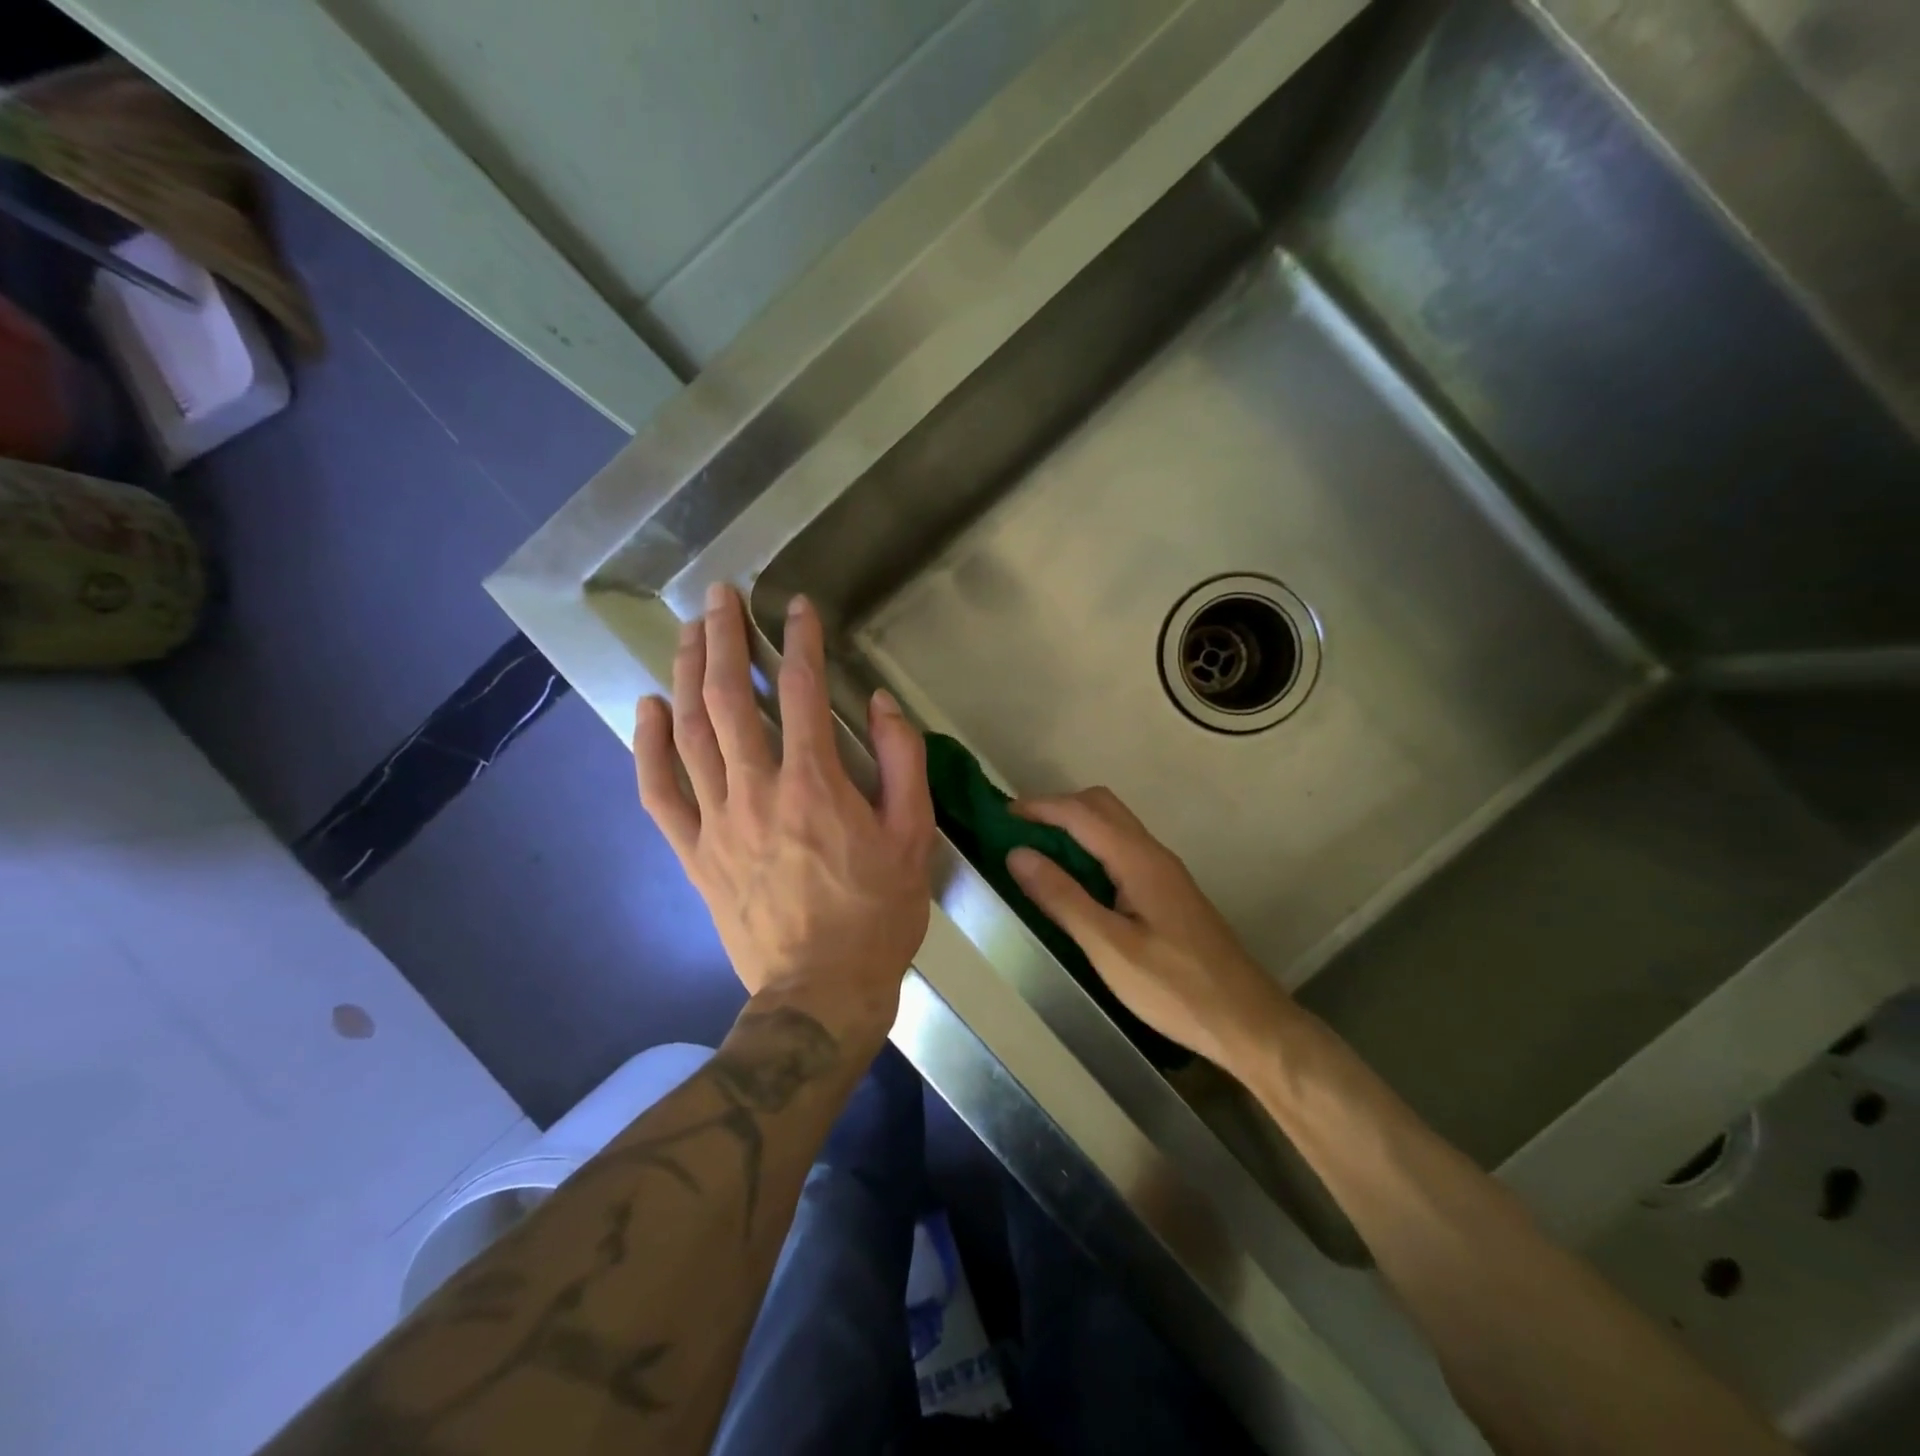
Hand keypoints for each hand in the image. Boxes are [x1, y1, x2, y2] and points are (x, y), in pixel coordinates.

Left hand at [633, 583, 934, 1047]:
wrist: (820, 992)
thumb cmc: (877, 914)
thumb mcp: (914, 837)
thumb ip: (903, 762)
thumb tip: (879, 704)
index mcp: (816, 784)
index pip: (801, 690)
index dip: (800, 640)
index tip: (798, 607)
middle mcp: (758, 790)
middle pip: (729, 697)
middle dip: (724, 637)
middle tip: (720, 596)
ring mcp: (718, 820)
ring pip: (690, 732)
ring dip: (686, 674)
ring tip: (687, 631)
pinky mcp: (694, 852)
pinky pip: (659, 792)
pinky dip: (648, 746)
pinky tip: (647, 707)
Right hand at [1006, 787, 1294, 1075]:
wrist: (1245, 1020)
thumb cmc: (1174, 988)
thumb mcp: (1109, 947)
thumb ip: (1062, 897)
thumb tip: (1017, 853)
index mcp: (1139, 860)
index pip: (1082, 812)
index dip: (1039, 807)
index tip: (999, 817)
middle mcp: (1153, 854)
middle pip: (1101, 806)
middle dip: (1056, 808)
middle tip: (1017, 832)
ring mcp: (1163, 872)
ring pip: (1113, 827)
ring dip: (1073, 827)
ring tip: (1035, 852)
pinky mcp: (1166, 892)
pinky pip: (1121, 850)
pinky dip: (1089, 849)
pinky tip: (1073, 880)